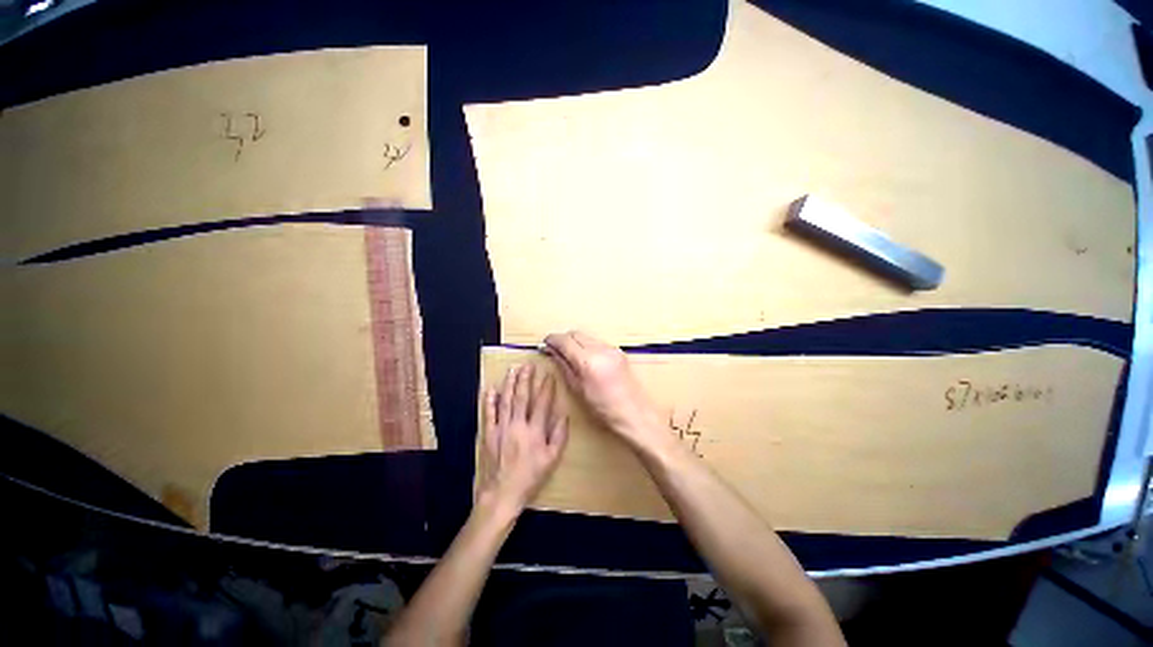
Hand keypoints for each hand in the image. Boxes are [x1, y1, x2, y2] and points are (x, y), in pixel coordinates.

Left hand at [478, 364, 568, 513]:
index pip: (542, 403)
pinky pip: (488, 414)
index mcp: (535, 431)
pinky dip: (489, 401)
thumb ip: (559, 436)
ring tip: (512, 370)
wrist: (502, 494)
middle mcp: (517, 425)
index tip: (548, 375)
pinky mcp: (488, 434)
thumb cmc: (530, 477)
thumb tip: (564, 415)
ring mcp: (501, 428)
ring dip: (509, 384)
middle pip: (522, 397)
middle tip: (528, 365)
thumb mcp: (551, 460)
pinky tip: (491, 389)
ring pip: (505, 401)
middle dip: (526, 379)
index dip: (546, 388)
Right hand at [543, 331, 664, 450]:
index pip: (565, 341)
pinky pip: (597, 342)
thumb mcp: (578, 389)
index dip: (553, 339)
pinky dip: (587, 346)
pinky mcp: (618, 351)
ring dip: (576, 341)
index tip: (545, 343)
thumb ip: (564, 366)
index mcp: (588, 360)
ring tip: (569, 355)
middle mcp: (600, 349)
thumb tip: (553, 351)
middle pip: (576, 333)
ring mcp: (611, 348)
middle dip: (564, 339)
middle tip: (555, 349)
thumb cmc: (602, 408)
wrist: (634, 412)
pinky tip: (585, 358)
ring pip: (587, 336)